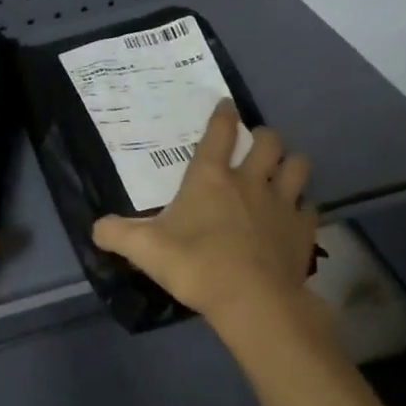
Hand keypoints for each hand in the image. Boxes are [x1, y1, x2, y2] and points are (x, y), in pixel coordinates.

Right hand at [91, 100, 317, 328]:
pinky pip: (309, 207)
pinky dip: (302, 207)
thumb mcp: (144, 250)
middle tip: (256, 144)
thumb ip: (117, 234)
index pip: (219, 133)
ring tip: (283, 172)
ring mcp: (282, 203)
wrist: (251, 300)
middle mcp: (250, 181)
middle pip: (268, 141)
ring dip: (291, 164)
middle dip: (263, 137)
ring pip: (298, 166)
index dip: (222, 115)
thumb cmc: (195, 265)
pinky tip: (294, 216)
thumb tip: (96, 227)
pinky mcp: (303, 229)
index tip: (226, 105)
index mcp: (210, 178)